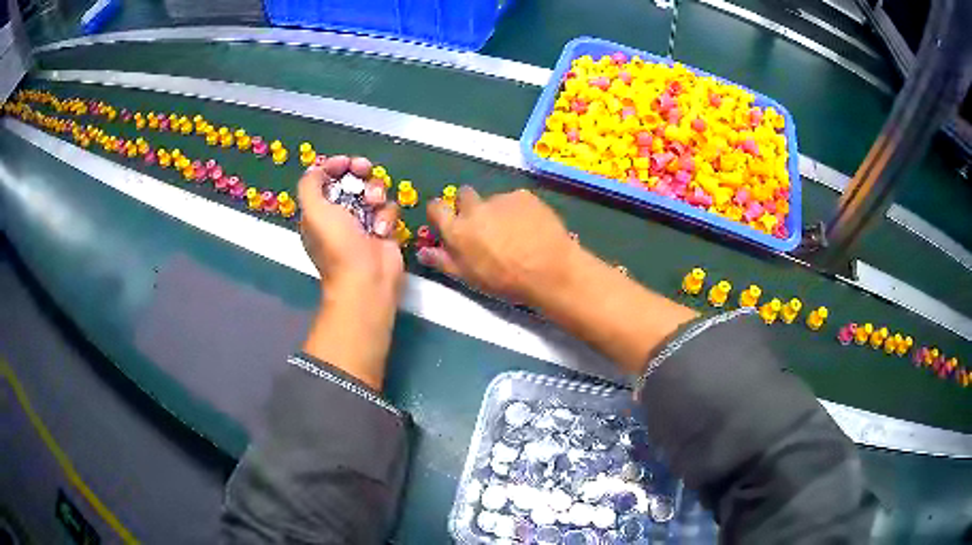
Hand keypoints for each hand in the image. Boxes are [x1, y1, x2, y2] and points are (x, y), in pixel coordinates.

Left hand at [297, 156, 402, 390]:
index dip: (335, 166)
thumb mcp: (313, 212)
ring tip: (373, 204)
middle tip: (365, 168)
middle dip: (359, 172)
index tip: (346, 163)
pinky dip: (387, 216)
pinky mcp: (384, 230)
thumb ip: (309, 185)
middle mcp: (340, 215)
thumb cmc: (337, 245)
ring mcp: (364, 222)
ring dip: (375, 193)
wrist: (367, 279)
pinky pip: (389, 209)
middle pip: (352, 180)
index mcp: (319, 211)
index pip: (326, 179)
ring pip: (373, 191)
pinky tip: (382, 230)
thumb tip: (317, 169)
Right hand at [419, 188, 577, 304]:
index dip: (441, 212)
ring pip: (492, 199)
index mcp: (457, 229)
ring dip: (497, 210)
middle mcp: (475, 208)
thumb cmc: (505, 281)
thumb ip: (443, 261)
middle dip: (470, 206)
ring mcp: (500, 199)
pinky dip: (519, 210)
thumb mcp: (469, 277)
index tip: (449, 220)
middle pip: (464, 195)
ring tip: (515, 232)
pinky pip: (515, 199)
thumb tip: (422, 251)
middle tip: (485, 226)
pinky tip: (531, 227)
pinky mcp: (524, 196)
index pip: (436, 207)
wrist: (549, 271)